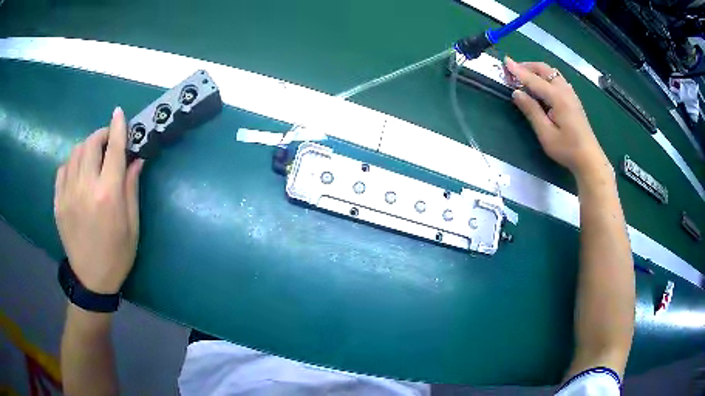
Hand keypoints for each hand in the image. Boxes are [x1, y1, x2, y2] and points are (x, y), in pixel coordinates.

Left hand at [54, 107, 144, 293]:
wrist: (92, 280)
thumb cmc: (117, 254)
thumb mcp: (132, 224)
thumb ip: (132, 188)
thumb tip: (136, 159)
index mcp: (108, 195)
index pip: (114, 149)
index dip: (118, 127)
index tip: (119, 112)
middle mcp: (86, 188)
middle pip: (91, 144)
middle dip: (101, 135)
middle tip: (108, 142)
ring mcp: (68, 194)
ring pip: (75, 153)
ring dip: (87, 147)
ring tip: (94, 157)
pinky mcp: (58, 202)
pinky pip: (62, 169)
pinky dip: (72, 163)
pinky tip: (78, 172)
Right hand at [505, 57, 609, 175]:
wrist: (590, 159)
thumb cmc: (567, 149)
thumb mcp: (546, 133)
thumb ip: (531, 111)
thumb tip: (517, 93)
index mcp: (558, 98)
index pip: (534, 80)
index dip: (518, 71)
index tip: (505, 61)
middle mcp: (565, 91)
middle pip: (545, 69)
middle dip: (528, 66)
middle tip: (514, 71)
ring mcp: (571, 94)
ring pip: (552, 73)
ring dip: (537, 71)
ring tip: (525, 78)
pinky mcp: (573, 100)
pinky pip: (558, 80)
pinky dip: (546, 77)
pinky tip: (541, 87)